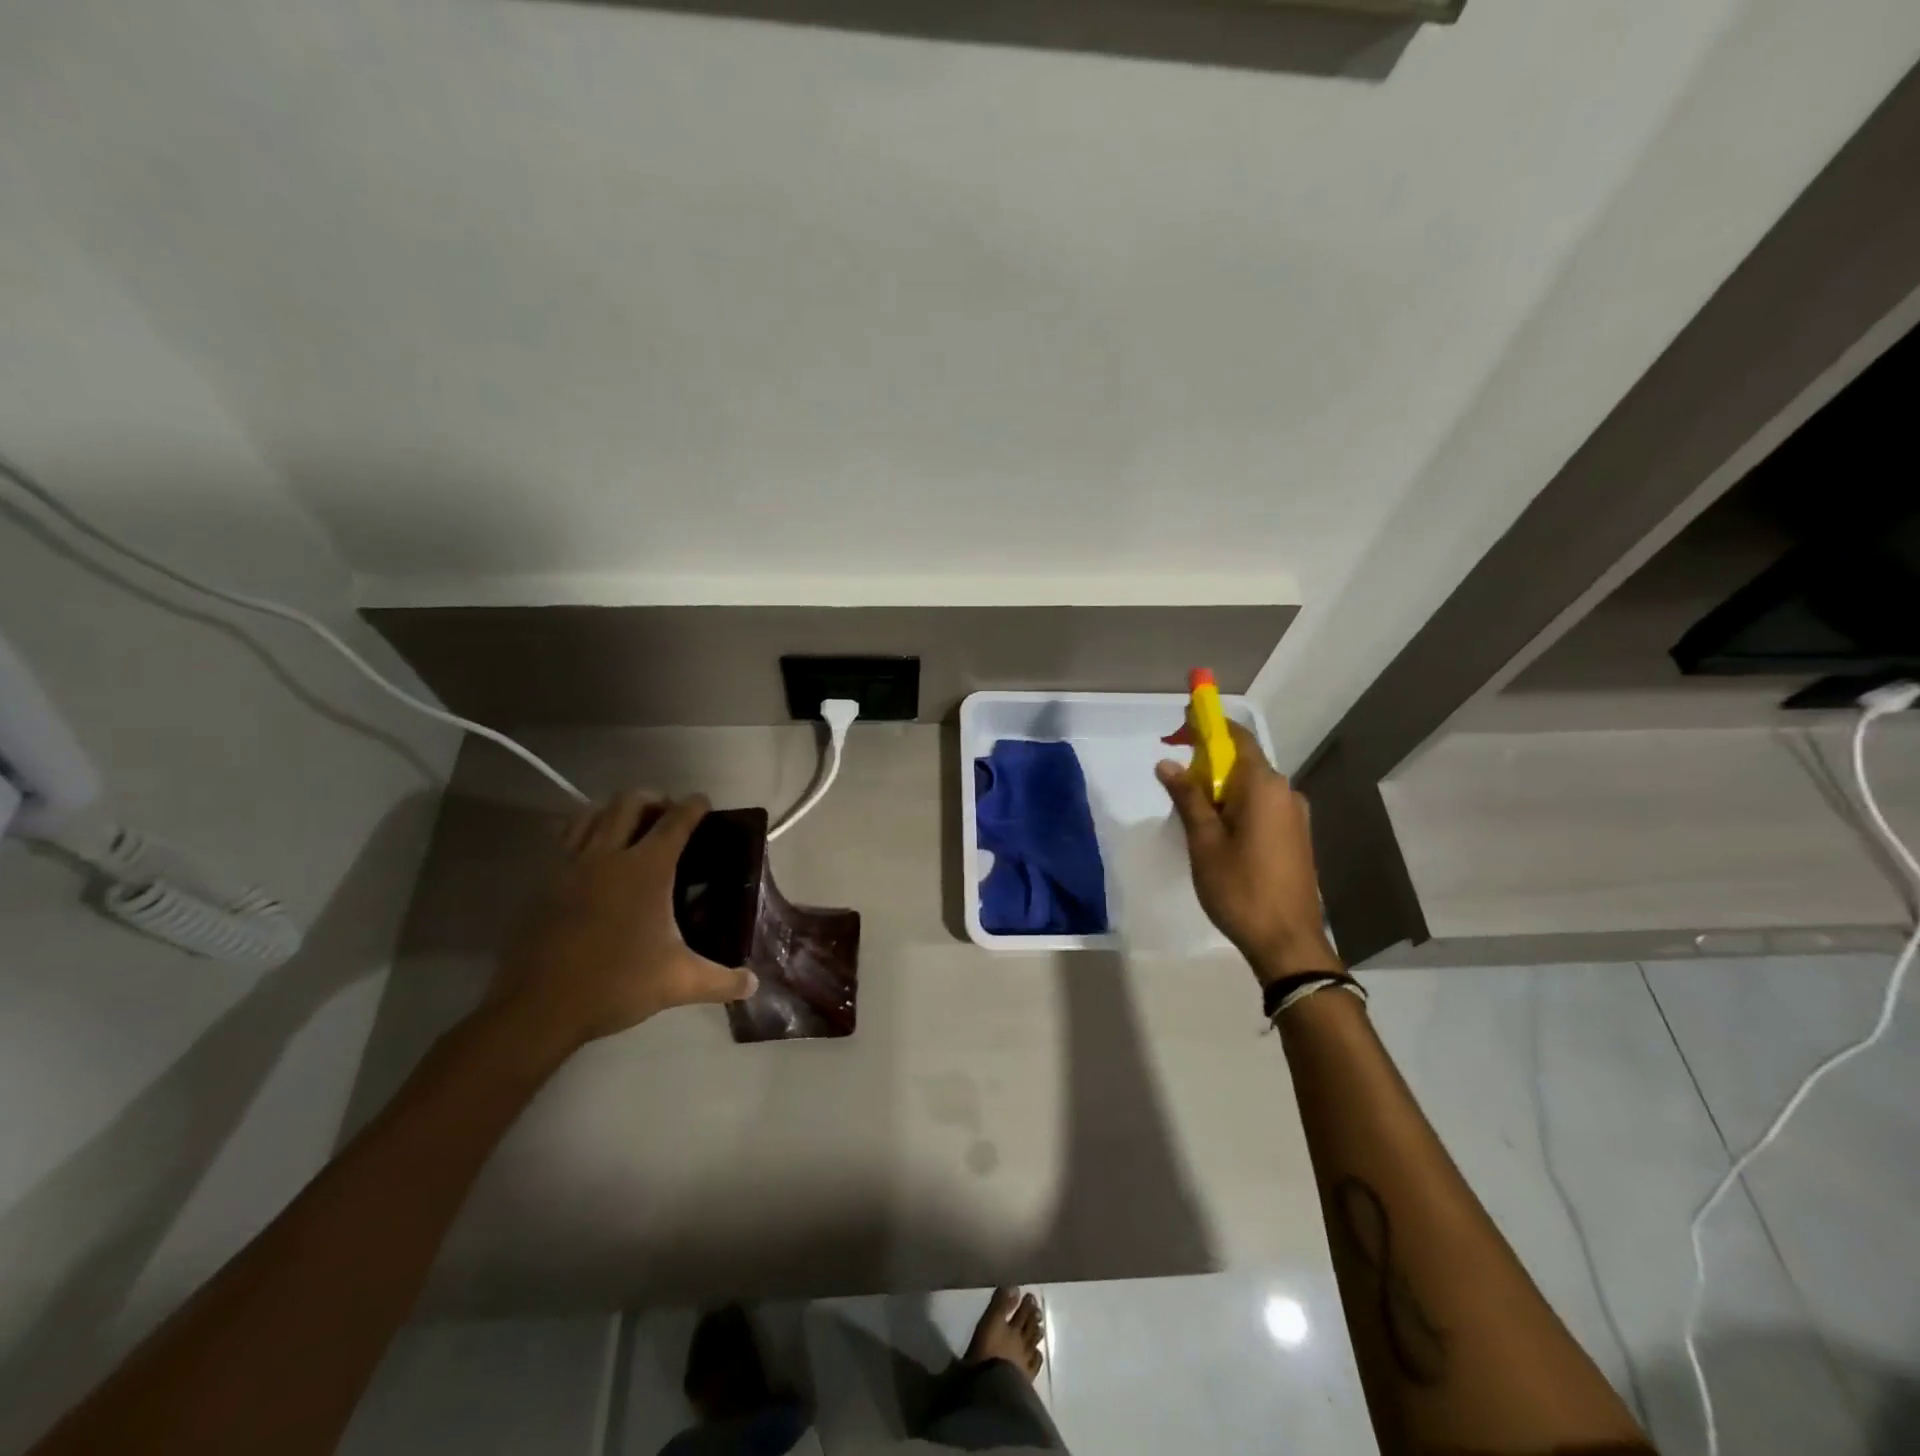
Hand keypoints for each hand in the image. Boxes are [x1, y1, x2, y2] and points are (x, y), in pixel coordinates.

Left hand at [488, 791, 757, 1054]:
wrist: (538, 1007)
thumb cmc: (616, 983)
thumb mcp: (678, 982)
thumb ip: (722, 980)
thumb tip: (754, 984)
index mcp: (647, 869)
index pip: (676, 821)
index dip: (693, 806)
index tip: (703, 803)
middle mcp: (608, 855)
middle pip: (630, 803)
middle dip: (654, 800)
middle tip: (668, 817)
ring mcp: (571, 865)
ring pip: (593, 813)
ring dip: (616, 811)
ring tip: (630, 828)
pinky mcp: (544, 882)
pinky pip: (566, 838)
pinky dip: (585, 831)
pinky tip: (594, 855)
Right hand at [1156, 723, 1337, 981]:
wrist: (1287, 941)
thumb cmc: (1239, 888)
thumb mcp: (1204, 841)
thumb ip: (1188, 797)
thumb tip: (1168, 763)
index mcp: (1263, 786)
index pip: (1235, 737)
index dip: (1206, 726)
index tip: (1176, 730)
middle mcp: (1285, 791)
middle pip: (1242, 760)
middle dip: (1207, 762)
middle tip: (1175, 780)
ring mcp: (1295, 815)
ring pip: (1250, 786)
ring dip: (1220, 787)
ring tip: (1191, 814)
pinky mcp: (1296, 836)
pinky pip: (1261, 806)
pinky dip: (1236, 805)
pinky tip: (1217, 832)